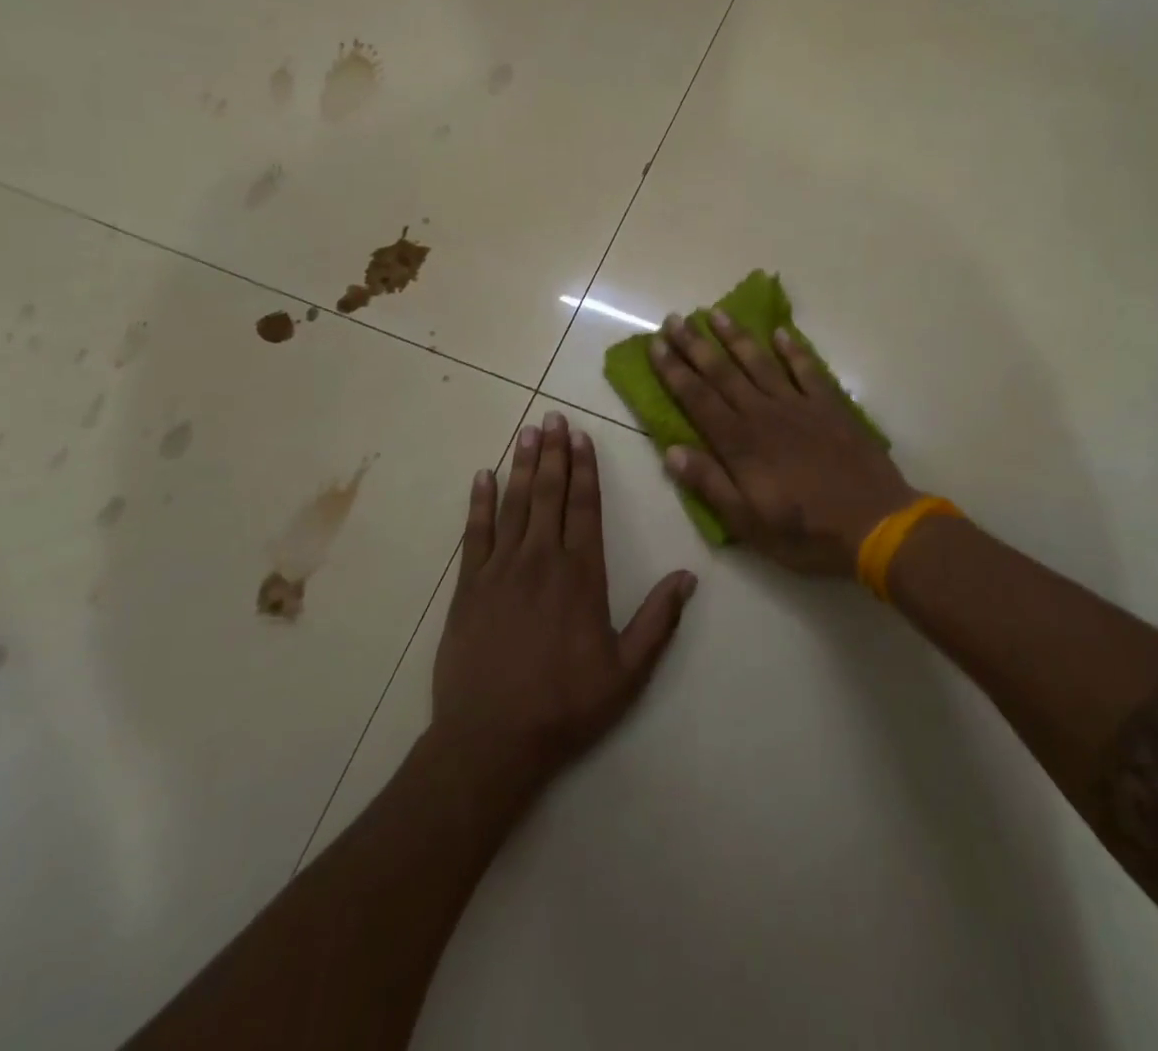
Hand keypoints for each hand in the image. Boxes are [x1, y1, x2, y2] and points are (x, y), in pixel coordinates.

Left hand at [431, 412, 696, 800]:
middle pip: (549, 494)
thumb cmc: (566, 705)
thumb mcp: (627, 672)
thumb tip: (689, 576)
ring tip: (527, 431)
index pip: (585, 507)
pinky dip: (479, 502)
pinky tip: (482, 476)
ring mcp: (500, 570)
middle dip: (554, 453)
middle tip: (553, 417)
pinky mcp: (468, 586)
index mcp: (581, 574)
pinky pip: (474, 533)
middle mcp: (541, 560)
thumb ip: (658, 620)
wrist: (492, 739)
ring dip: (521, 465)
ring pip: (514, 504)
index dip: (585, 469)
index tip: (582, 437)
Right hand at [650, 311, 918, 578]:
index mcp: (740, 443)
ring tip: (715, 312)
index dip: (674, 371)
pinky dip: (794, 350)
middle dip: (695, 345)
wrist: (876, 524)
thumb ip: (710, 484)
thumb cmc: (806, 532)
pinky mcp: (830, 406)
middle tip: (674, 318)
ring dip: (736, 337)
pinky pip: (808, 370)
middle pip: (722, 373)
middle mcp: (764, 414)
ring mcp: (799, 406)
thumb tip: (671, 451)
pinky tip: (781, 333)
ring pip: (760, 363)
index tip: (656, 345)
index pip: (697, 399)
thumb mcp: (748, 523)